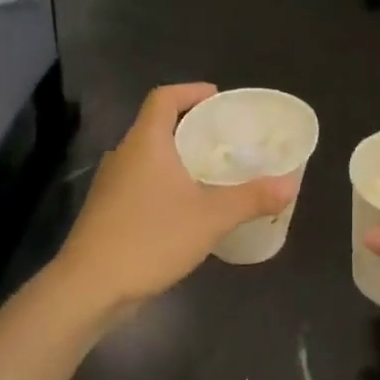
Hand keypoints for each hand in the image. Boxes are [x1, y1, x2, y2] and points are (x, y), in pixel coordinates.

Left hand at [56, 84, 296, 309]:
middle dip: (192, 127)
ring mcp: (111, 185)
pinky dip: (166, 184)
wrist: (90, 288)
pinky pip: (142, 184)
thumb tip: (290, 184)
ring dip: (179, 158)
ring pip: (149, 158)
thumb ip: (251, 198)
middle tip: (226, 139)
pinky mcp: (108, 212)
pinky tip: (187, 209)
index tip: (218, 99)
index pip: (164, 98)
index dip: (191, 91)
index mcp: (145, 143)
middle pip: (157, 126)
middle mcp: (124, 156)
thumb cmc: (150, 239)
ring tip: (213, 173)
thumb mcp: (210, 218)